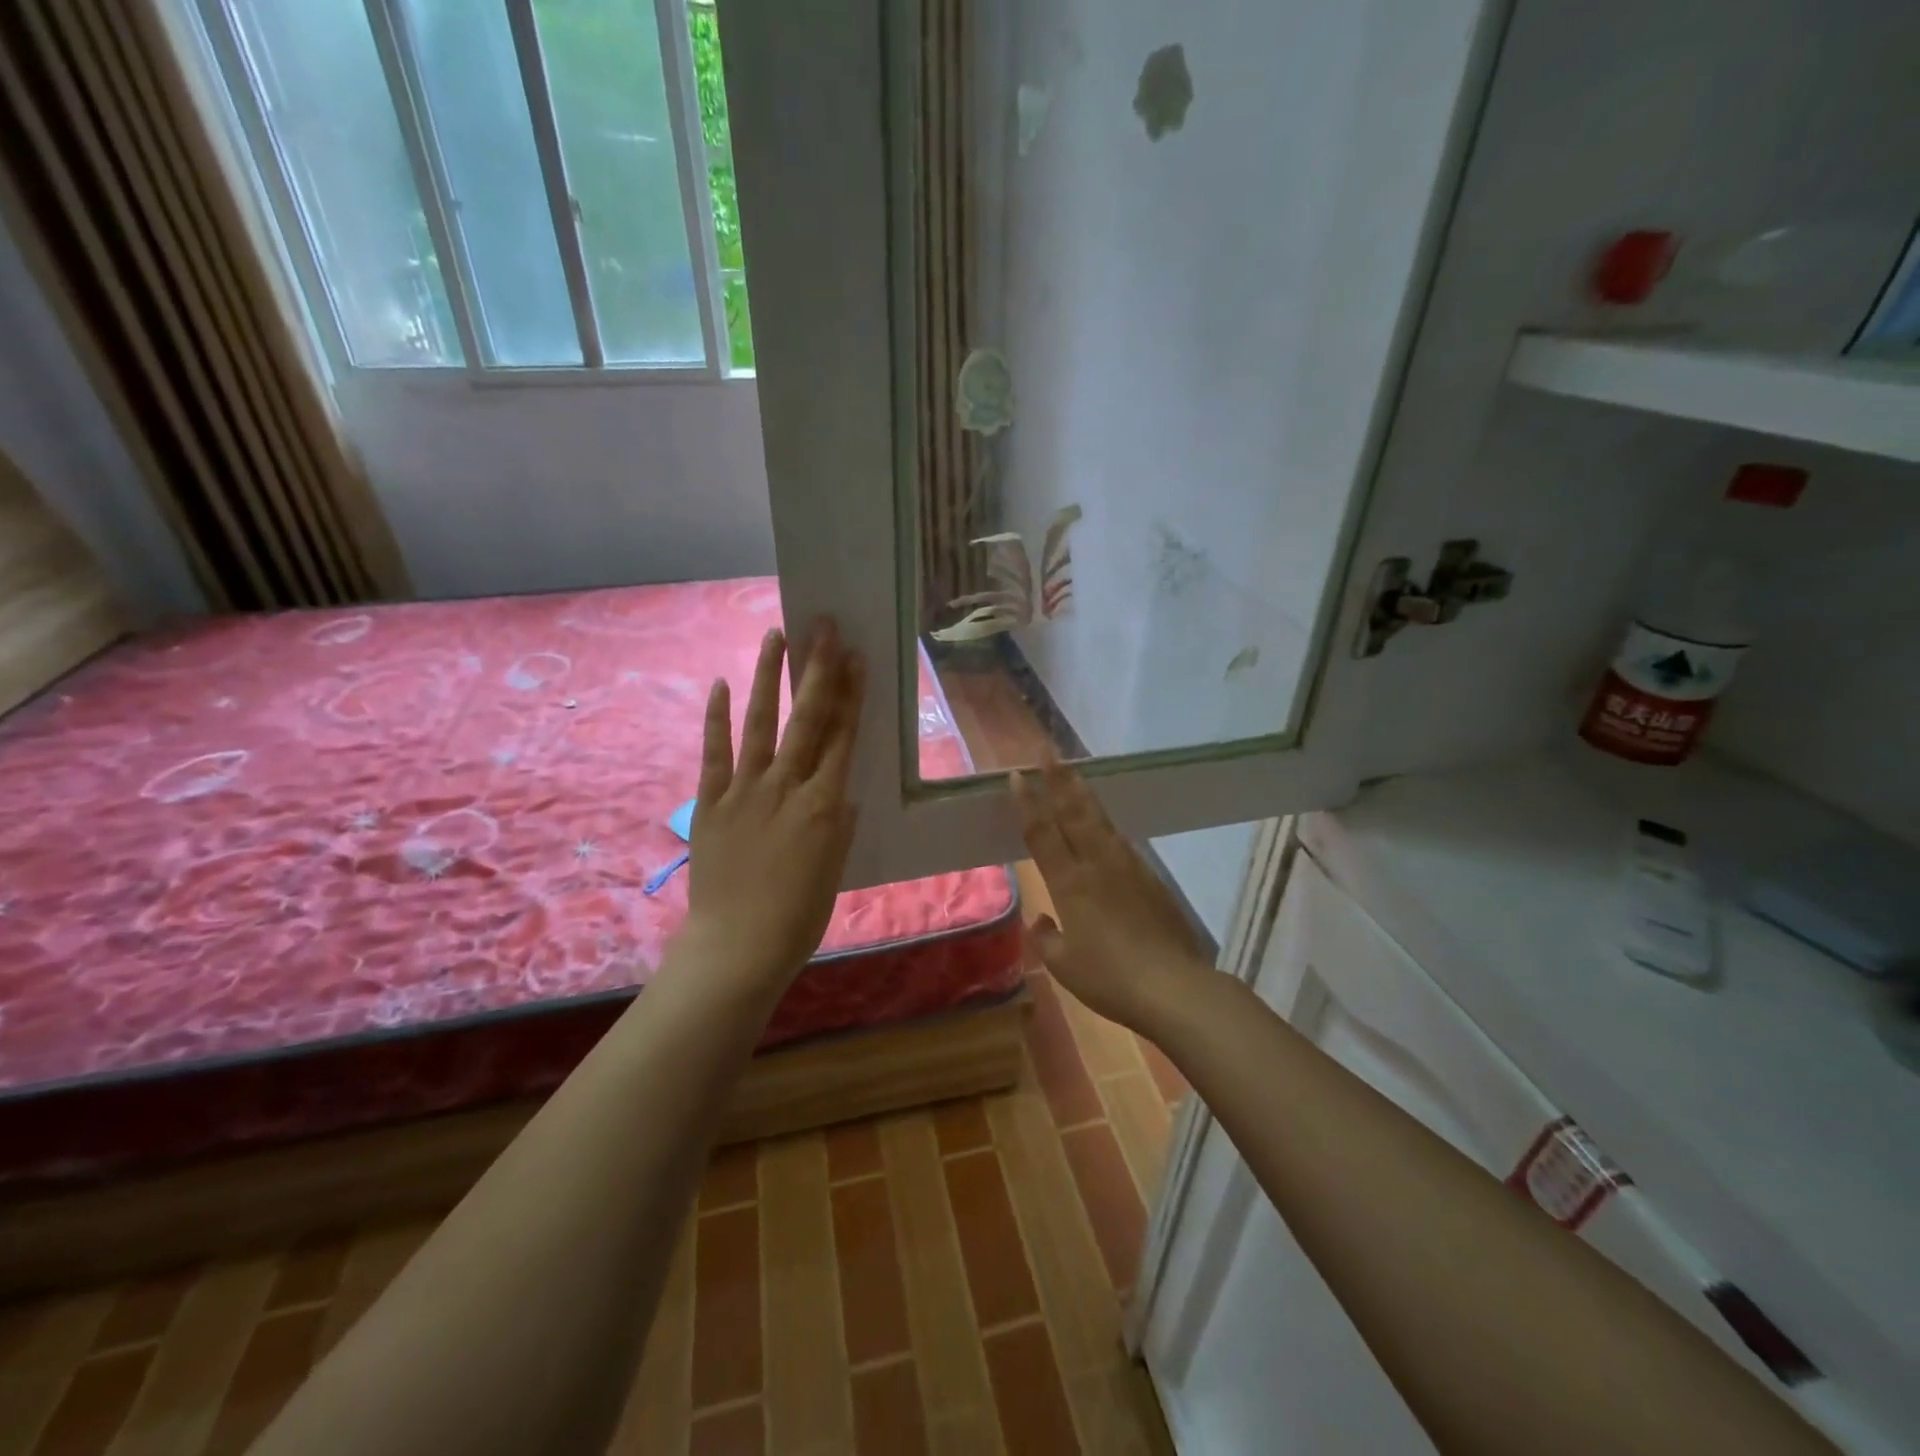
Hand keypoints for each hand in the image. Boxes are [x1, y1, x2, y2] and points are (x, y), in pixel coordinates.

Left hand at [684, 620, 864, 987]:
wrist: (737, 946)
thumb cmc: (798, 915)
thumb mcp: (835, 868)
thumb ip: (839, 824)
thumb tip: (841, 794)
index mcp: (824, 805)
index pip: (842, 737)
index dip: (850, 694)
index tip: (855, 657)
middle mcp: (787, 786)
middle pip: (807, 718)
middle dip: (817, 669)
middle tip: (824, 627)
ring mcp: (745, 791)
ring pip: (760, 723)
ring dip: (768, 678)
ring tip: (775, 636)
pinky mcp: (710, 802)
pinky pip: (714, 753)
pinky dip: (717, 718)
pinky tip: (720, 684)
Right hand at [1011, 757, 1212, 1031]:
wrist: (1174, 986)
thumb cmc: (1110, 978)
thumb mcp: (1064, 966)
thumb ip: (1046, 939)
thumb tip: (1041, 920)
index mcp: (1069, 883)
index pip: (1042, 833)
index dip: (1028, 803)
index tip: (1018, 776)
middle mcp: (1097, 864)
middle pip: (1073, 812)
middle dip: (1058, 779)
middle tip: (1046, 751)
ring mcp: (1127, 866)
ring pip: (1100, 819)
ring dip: (1083, 793)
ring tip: (1073, 773)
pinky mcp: (1150, 877)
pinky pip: (1120, 839)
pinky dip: (1106, 822)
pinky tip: (1104, 822)